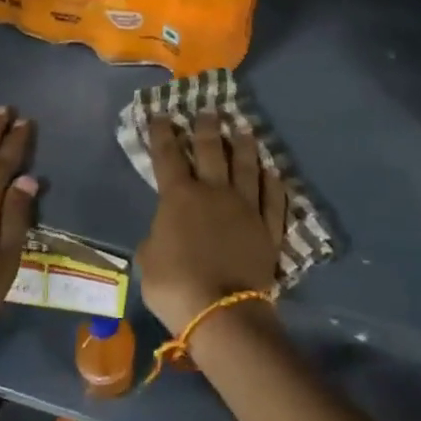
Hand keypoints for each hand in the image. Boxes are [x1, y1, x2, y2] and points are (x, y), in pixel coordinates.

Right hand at [135, 112, 285, 334]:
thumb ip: (156, 236)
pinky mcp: (268, 227)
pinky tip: (273, 172)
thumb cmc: (175, 285)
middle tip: (209, 111)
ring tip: (244, 128)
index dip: (163, 133)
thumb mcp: (148, 259)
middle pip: (212, 151)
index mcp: (179, 197)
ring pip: (247, 167)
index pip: (168, 156)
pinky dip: (273, 183)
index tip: (162, 114)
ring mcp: (246, 207)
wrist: (223, 309)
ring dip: (244, 146)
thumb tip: (165, 231)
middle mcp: (214, 192)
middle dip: (208, 128)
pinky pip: (273, 199)